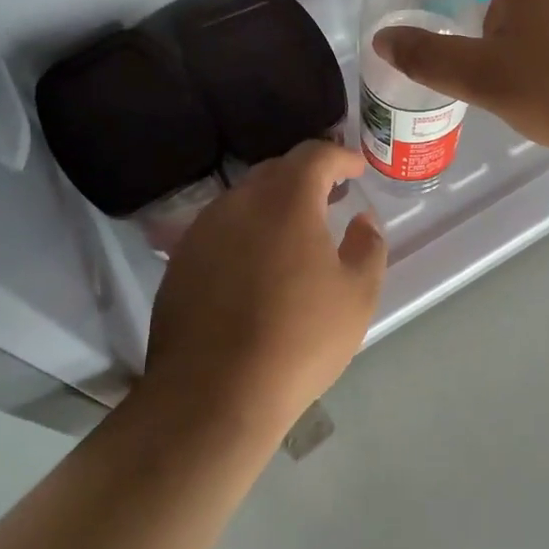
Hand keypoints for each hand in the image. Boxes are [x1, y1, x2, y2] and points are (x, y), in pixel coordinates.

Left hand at [144, 140, 386, 438]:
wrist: (213, 394)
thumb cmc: (299, 339)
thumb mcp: (357, 294)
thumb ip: (368, 245)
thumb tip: (363, 219)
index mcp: (286, 200)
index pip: (315, 155)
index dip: (340, 156)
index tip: (357, 169)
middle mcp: (239, 202)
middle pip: (276, 170)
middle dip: (307, 176)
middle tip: (331, 195)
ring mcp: (203, 231)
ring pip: (244, 199)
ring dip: (274, 203)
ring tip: (296, 231)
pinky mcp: (180, 261)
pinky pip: (221, 229)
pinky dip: (246, 231)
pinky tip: (257, 264)